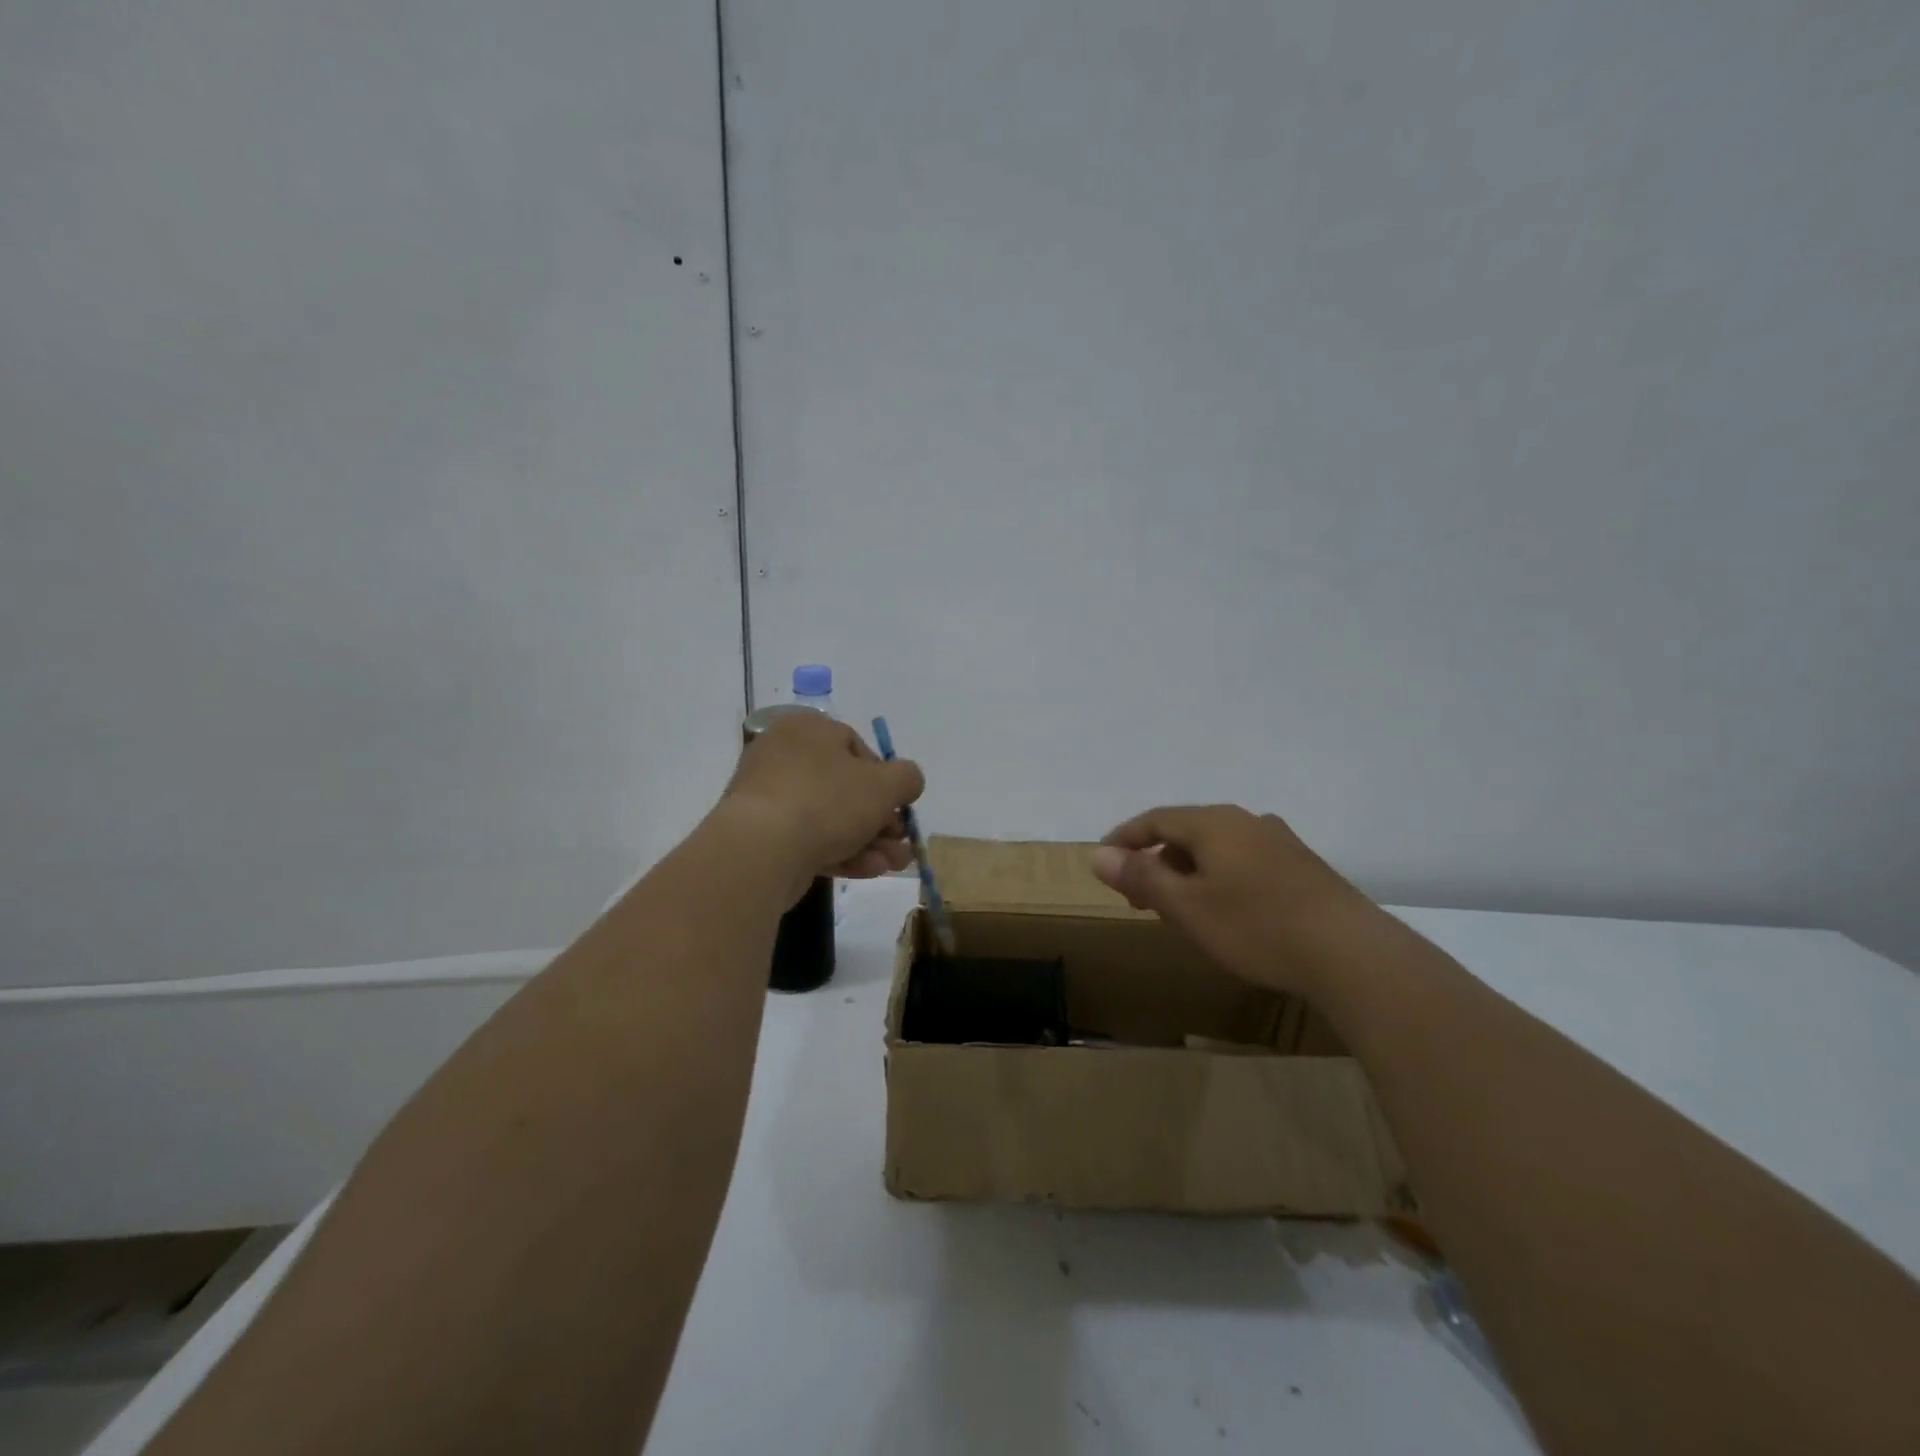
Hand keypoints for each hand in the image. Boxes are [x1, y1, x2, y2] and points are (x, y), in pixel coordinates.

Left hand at [722, 710, 923, 892]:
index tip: (899, 806)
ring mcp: (768, 798)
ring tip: (894, 864)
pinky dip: (840, 852)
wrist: (760, 850)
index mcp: (808, 729)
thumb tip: (907, 782)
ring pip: (830, 818)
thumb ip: (907, 778)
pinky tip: (868, 871)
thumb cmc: (826, 801)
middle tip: (900, 842)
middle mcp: (783, 756)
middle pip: (845, 787)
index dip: (885, 778)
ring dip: (868, 841)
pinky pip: (808, 839)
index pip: (856, 747)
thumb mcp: (885, 785)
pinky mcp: (762, 836)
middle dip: (880, 819)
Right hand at [1090, 805, 1378, 995]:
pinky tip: (1227, 912)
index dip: (1125, 838)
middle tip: (1139, 897)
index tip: (1104, 861)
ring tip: (1180, 909)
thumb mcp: (1186, 906)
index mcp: (1214, 823)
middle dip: (1157, 860)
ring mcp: (1279, 842)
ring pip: (1217, 849)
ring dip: (1189, 872)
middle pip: (1187, 832)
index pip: (1155, 819)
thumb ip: (1141, 877)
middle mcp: (1247, 821)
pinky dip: (1219, 879)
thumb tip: (1097, 854)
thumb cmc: (1256, 926)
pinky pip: (1244, 862)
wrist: (1351, 954)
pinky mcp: (1302, 868)